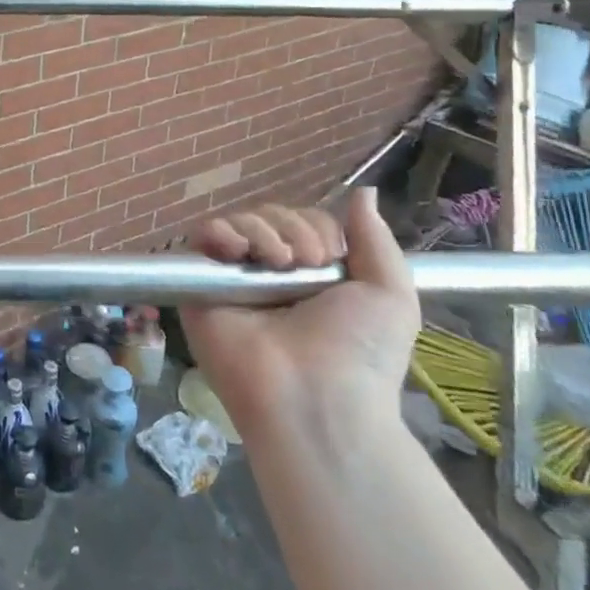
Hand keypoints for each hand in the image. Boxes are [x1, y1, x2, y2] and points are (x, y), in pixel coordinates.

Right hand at [181, 187, 416, 443]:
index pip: (301, 223)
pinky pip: (200, 238)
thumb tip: (363, 191)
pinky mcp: (200, 287)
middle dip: (291, 229)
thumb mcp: (390, 294)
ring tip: (277, 264)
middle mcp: (269, 275)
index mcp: (309, 276)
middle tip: (305, 263)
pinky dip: (219, 232)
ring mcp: (233, 281)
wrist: (316, 398)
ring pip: (237, 222)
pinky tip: (238, 251)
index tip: (330, 256)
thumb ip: (375, 239)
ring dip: (261, 231)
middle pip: (269, 217)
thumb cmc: (360, 351)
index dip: (315, 227)